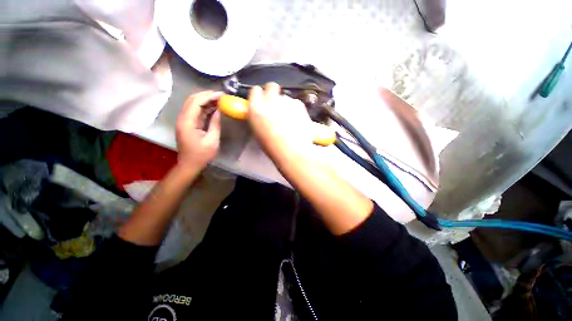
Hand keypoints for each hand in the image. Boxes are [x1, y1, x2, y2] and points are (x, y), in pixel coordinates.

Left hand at [176, 91, 221, 169]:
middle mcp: (183, 118)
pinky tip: (214, 107)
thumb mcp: (212, 140)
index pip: (196, 102)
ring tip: (219, 99)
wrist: (190, 164)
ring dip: (206, 100)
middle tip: (221, 95)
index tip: (221, 95)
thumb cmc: (202, 155)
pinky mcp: (188, 123)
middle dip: (206, 95)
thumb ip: (215, 124)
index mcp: (187, 122)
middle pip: (192, 100)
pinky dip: (205, 107)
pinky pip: (196, 111)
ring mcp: (184, 120)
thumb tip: (219, 111)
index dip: (208, 96)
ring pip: (193, 104)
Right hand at [248, 83, 314, 161]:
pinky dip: (295, 109)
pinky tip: (297, 121)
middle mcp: (270, 100)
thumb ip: (259, 117)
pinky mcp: (299, 105)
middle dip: (272, 92)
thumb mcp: (258, 131)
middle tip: (275, 104)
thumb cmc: (272, 146)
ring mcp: (286, 101)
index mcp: (256, 108)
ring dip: (285, 104)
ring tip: (289, 119)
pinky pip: (295, 103)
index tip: (261, 101)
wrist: (292, 151)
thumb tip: (262, 112)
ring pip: (285, 97)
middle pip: (271, 86)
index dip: (259, 95)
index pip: (255, 91)